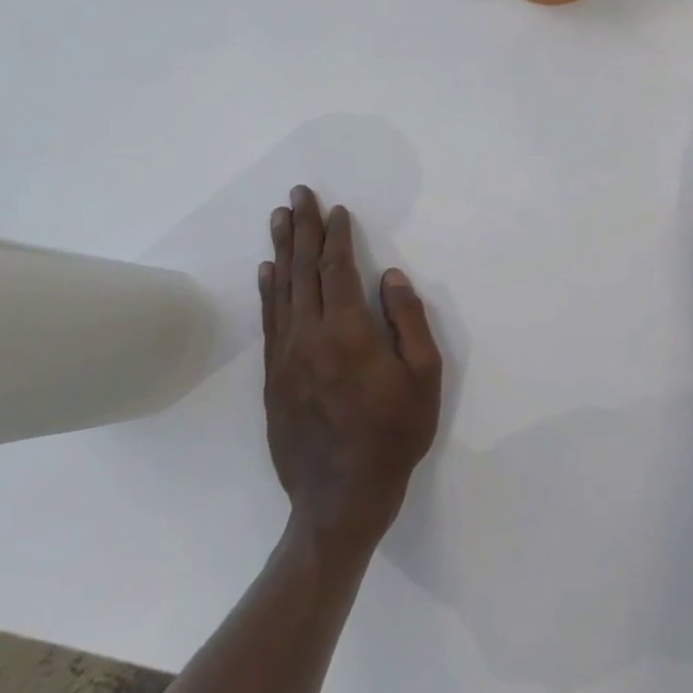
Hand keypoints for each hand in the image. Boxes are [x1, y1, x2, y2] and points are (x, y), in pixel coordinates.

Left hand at [260, 186, 441, 557]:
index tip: (337, 210)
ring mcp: (286, 358)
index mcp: (348, 333)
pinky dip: (268, 291)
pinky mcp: (274, 379)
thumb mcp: (424, 375)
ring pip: (281, 292)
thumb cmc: (395, 434)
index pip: (338, 271)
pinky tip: (268, 272)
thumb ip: (407, 320)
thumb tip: (389, 276)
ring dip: (281, 251)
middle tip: (297, 194)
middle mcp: (309, 337)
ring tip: (278, 219)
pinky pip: (270, 322)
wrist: (342, 497)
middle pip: (302, 272)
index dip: (337, 237)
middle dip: (301, 229)